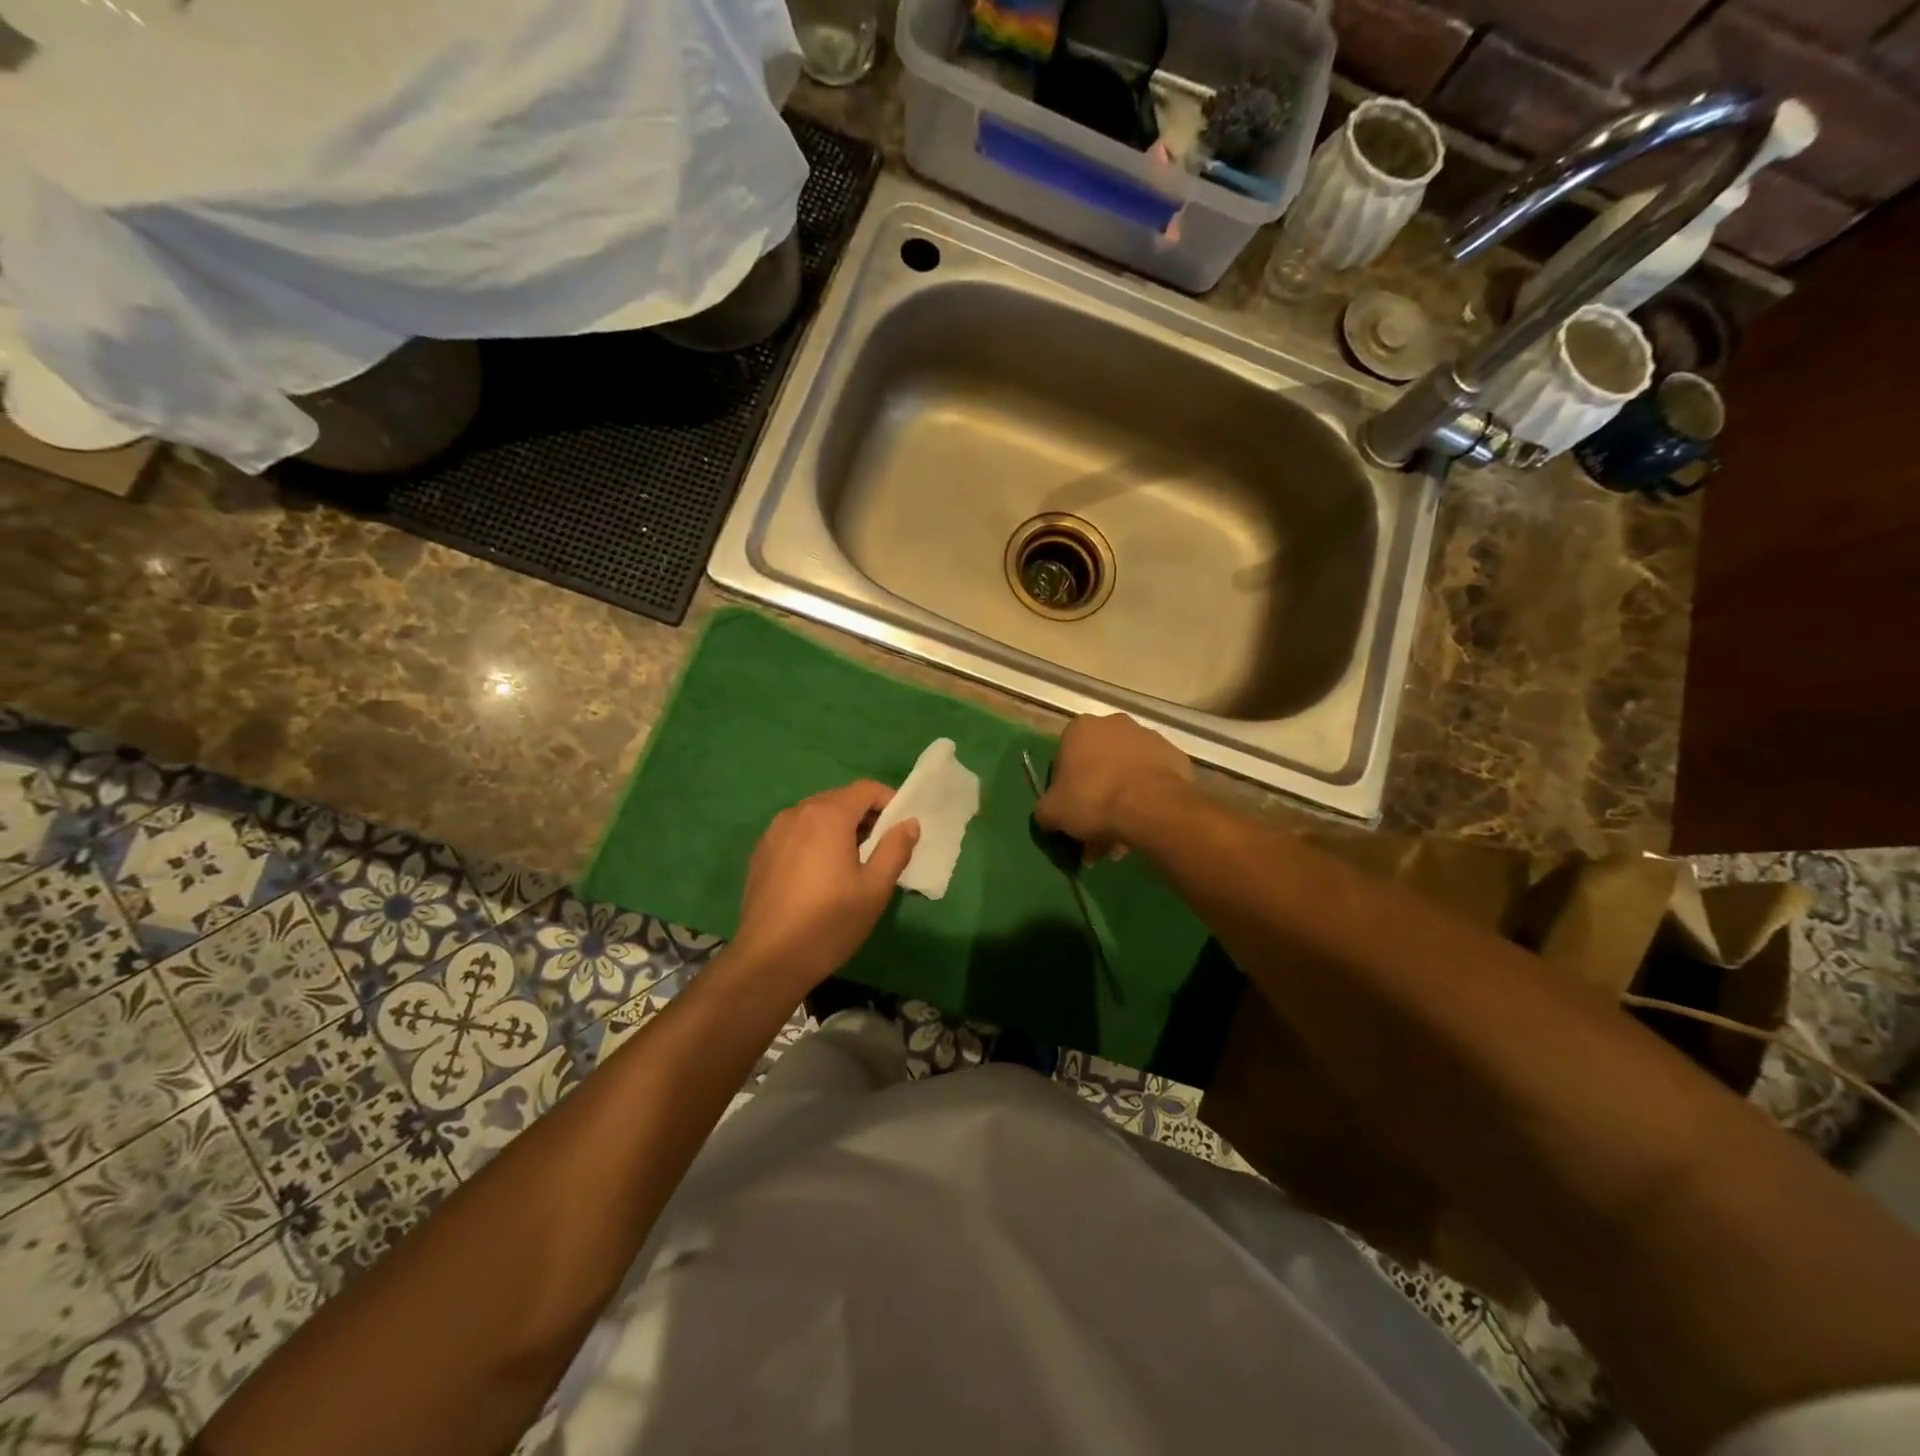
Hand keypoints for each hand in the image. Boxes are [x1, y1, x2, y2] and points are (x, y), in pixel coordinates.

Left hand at [728, 781, 919, 997]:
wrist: (769, 959)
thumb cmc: (829, 922)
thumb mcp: (875, 889)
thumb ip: (895, 849)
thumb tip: (909, 823)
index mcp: (828, 815)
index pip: (866, 788)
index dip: (889, 801)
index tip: (901, 827)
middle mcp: (798, 813)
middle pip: (839, 799)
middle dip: (865, 815)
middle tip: (881, 847)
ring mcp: (774, 832)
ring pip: (816, 815)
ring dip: (839, 827)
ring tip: (852, 861)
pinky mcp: (761, 852)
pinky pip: (796, 832)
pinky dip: (815, 840)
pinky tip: (820, 874)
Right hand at [1035, 713, 1191, 860]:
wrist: (1151, 807)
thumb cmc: (1093, 800)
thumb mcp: (1052, 812)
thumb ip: (1045, 810)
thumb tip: (1050, 815)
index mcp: (1080, 728)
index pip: (1065, 757)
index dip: (1065, 787)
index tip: (1071, 811)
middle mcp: (1114, 724)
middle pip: (1099, 763)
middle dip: (1096, 795)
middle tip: (1096, 828)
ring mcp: (1149, 737)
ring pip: (1127, 772)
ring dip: (1122, 798)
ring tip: (1122, 836)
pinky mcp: (1175, 756)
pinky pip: (1153, 780)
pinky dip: (1147, 798)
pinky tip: (1144, 825)